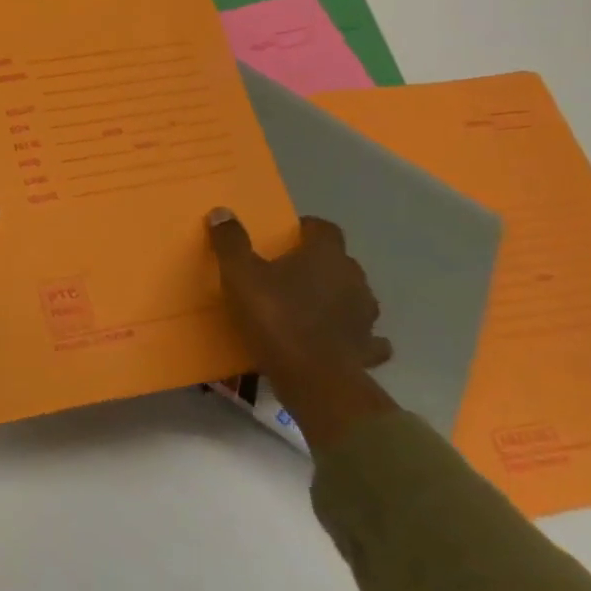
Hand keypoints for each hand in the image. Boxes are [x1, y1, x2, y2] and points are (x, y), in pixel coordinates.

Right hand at [207, 207, 397, 452]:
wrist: (313, 378)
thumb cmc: (275, 317)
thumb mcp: (239, 275)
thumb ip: (231, 242)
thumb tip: (222, 212)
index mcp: (325, 256)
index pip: (324, 228)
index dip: (306, 229)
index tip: (285, 236)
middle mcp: (353, 279)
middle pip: (339, 261)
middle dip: (318, 263)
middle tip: (287, 272)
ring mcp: (366, 315)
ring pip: (354, 296)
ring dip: (336, 297)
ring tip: (308, 306)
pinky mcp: (368, 348)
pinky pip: (365, 336)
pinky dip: (352, 334)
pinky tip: (336, 339)